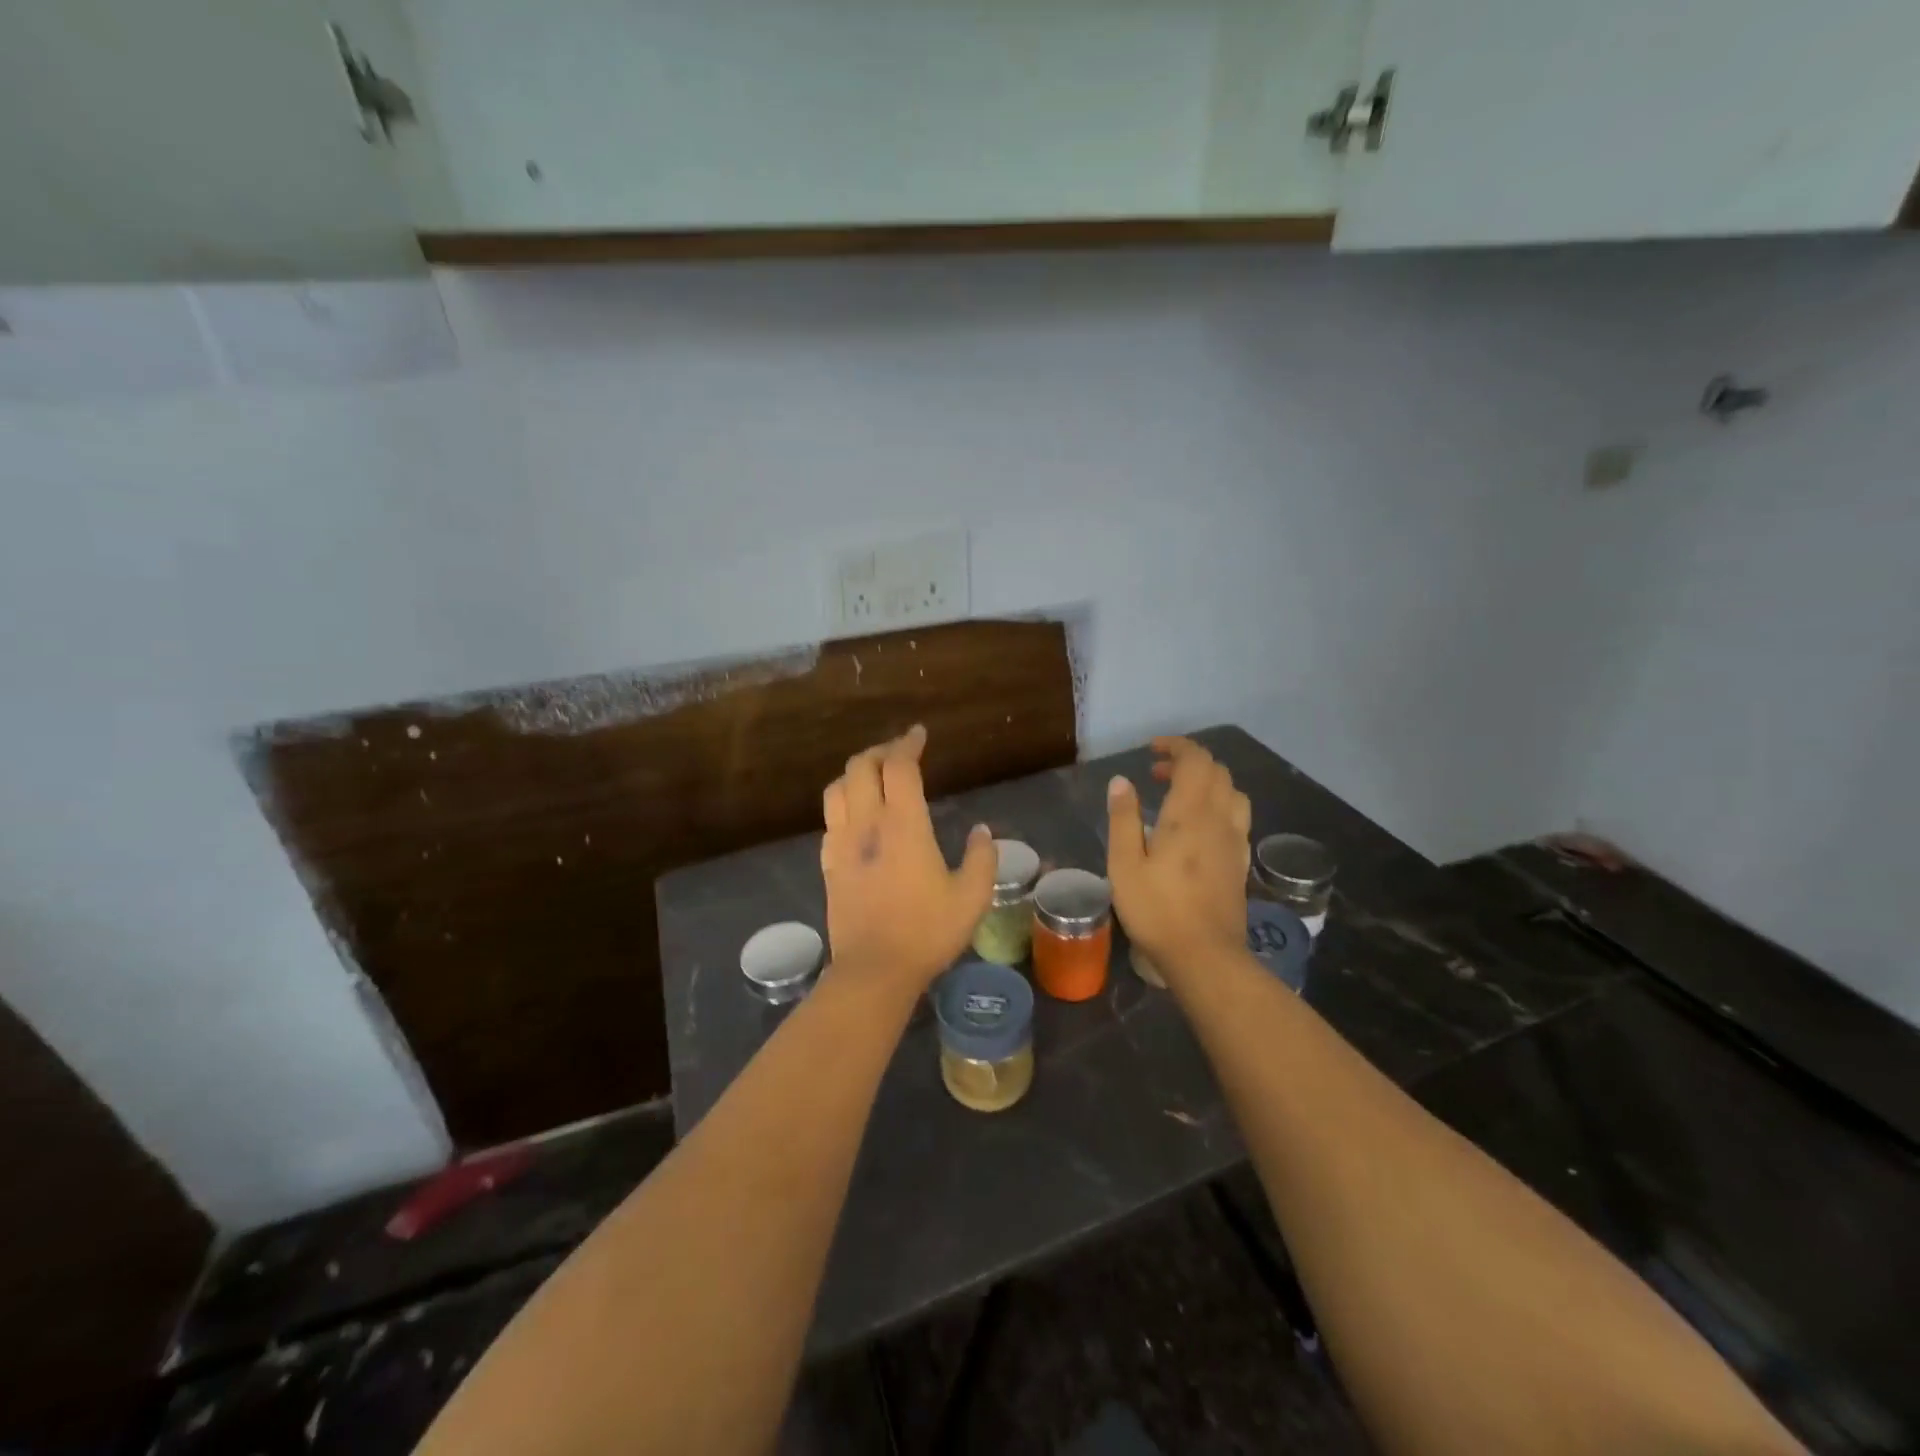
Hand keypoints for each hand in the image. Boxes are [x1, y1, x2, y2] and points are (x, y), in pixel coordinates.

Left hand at [820, 725, 996, 994]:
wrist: (874, 970)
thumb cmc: (927, 931)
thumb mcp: (972, 897)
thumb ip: (982, 858)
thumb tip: (981, 831)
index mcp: (903, 825)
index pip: (898, 766)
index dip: (908, 744)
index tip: (919, 734)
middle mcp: (867, 824)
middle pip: (861, 768)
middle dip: (880, 752)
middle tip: (899, 754)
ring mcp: (842, 844)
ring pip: (837, 789)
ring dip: (855, 774)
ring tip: (873, 778)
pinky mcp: (829, 865)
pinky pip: (830, 820)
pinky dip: (843, 804)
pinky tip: (856, 816)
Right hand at [1107, 737, 1251, 978]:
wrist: (1205, 955)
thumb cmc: (1157, 909)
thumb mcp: (1124, 864)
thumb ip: (1123, 818)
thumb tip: (1122, 781)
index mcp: (1189, 814)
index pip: (1195, 760)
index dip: (1176, 746)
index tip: (1152, 750)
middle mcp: (1219, 819)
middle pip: (1217, 771)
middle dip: (1188, 762)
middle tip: (1157, 775)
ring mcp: (1235, 841)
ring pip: (1233, 792)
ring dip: (1208, 782)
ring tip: (1180, 796)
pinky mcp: (1241, 861)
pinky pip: (1237, 817)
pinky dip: (1219, 805)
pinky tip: (1199, 827)